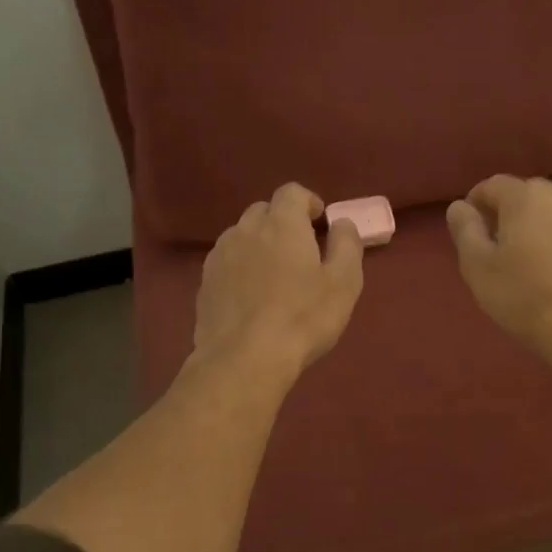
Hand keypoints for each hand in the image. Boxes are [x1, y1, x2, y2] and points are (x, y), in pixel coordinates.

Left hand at [193, 184, 363, 376]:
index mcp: (282, 224)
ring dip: (259, 245)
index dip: (308, 202)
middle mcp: (245, 230)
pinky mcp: (204, 282)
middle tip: (300, 252)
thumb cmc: (303, 319)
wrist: (244, 359)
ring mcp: (220, 256)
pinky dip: (241, 269)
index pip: (292, 192)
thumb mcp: (344, 283)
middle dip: (282, 223)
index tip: (320, 223)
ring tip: (273, 277)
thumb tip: (341, 223)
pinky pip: (227, 262)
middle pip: (264, 211)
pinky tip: (251, 298)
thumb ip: (347, 244)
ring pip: (242, 236)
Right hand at [446, 175, 551, 353]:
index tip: (469, 231)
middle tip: (497, 249)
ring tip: (530, 263)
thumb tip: (459, 207)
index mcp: (526, 197)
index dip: (475, 204)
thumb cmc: (524, 297)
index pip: (492, 185)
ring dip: (539, 229)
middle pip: (527, 196)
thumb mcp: (478, 267)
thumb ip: (465, 231)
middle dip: (509, 215)